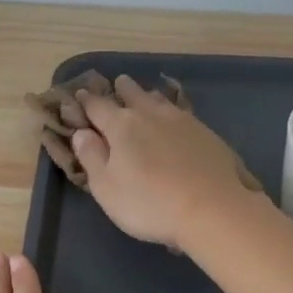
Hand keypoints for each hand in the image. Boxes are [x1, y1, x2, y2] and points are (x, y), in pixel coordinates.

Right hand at [71, 76, 260, 248]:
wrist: (213, 209)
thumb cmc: (149, 203)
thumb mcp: (106, 187)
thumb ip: (91, 156)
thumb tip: (81, 132)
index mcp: (121, 126)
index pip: (97, 106)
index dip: (86, 101)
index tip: (80, 95)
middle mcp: (150, 115)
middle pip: (132, 94)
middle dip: (121, 89)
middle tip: (117, 83)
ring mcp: (182, 121)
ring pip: (160, 100)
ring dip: (148, 96)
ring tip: (145, 96)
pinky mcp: (206, 133)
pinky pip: (181, 112)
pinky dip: (171, 110)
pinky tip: (175, 118)